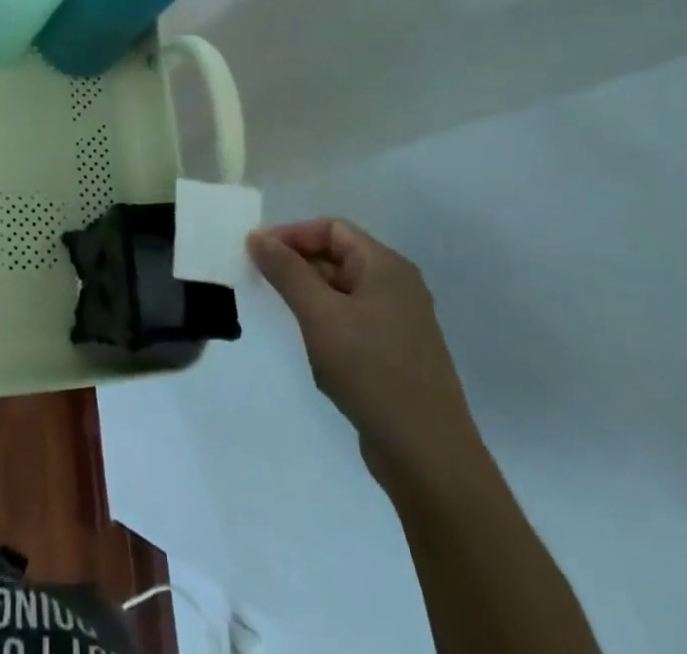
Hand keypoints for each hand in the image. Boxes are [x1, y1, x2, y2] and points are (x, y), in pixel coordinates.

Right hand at [249, 218, 483, 487]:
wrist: (429, 457)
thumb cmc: (372, 371)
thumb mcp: (320, 315)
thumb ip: (286, 271)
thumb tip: (257, 236)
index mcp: (386, 266)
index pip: (332, 229)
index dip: (292, 234)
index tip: (258, 253)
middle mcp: (398, 286)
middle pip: (338, 256)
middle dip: (298, 264)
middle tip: (262, 282)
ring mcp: (401, 322)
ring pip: (344, 290)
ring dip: (310, 295)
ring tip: (281, 313)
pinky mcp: (398, 354)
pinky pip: (354, 320)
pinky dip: (327, 321)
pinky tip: (311, 345)